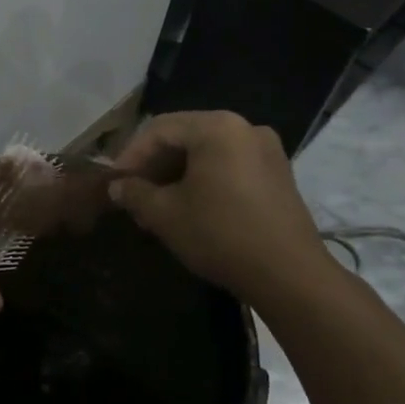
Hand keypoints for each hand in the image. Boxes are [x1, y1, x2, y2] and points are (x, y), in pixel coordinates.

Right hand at [106, 111, 336, 305]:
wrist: (290, 277)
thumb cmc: (220, 235)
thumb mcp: (165, 214)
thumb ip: (134, 193)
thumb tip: (117, 186)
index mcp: (217, 127)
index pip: (159, 130)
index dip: (131, 155)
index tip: (114, 182)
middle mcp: (245, 127)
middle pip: (185, 136)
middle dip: (154, 164)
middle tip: (132, 192)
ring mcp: (266, 150)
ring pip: (207, 152)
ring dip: (177, 173)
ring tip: (156, 203)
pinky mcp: (278, 173)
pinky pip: (229, 164)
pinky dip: (204, 179)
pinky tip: (189, 205)